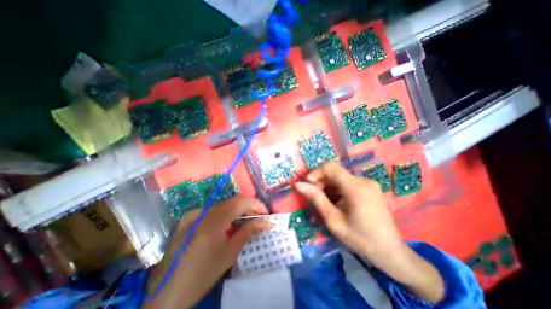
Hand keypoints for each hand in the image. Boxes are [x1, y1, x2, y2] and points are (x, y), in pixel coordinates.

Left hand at [141, 196, 269, 308]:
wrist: (168, 291)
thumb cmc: (203, 274)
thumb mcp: (230, 253)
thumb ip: (249, 232)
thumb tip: (267, 222)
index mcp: (213, 221)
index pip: (240, 201)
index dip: (255, 204)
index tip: (266, 213)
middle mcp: (203, 212)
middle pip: (232, 201)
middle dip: (248, 207)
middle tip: (258, 218)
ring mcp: (194, 213)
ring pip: (223, 204)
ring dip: (237, 210)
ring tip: (245, 220)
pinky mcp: (188, 218)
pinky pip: (212, 209)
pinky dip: (224, 213)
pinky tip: (226, 224)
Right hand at [297, 163, 441, 302]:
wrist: (390, 252)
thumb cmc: (360, 238)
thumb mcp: (333, 220)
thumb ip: (316, 199)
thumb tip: (299, 185)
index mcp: (356, 187)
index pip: (331, 167)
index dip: (316, 172)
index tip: (307, 184)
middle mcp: (364, 180)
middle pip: (335, 174)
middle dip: (321, 183)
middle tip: (315, 199)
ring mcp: (368, 184)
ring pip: (341, 179)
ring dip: (329, 188)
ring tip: (324, 204)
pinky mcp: (370, 188)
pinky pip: (348, 184)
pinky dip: (338, 191)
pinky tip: (336, 204)